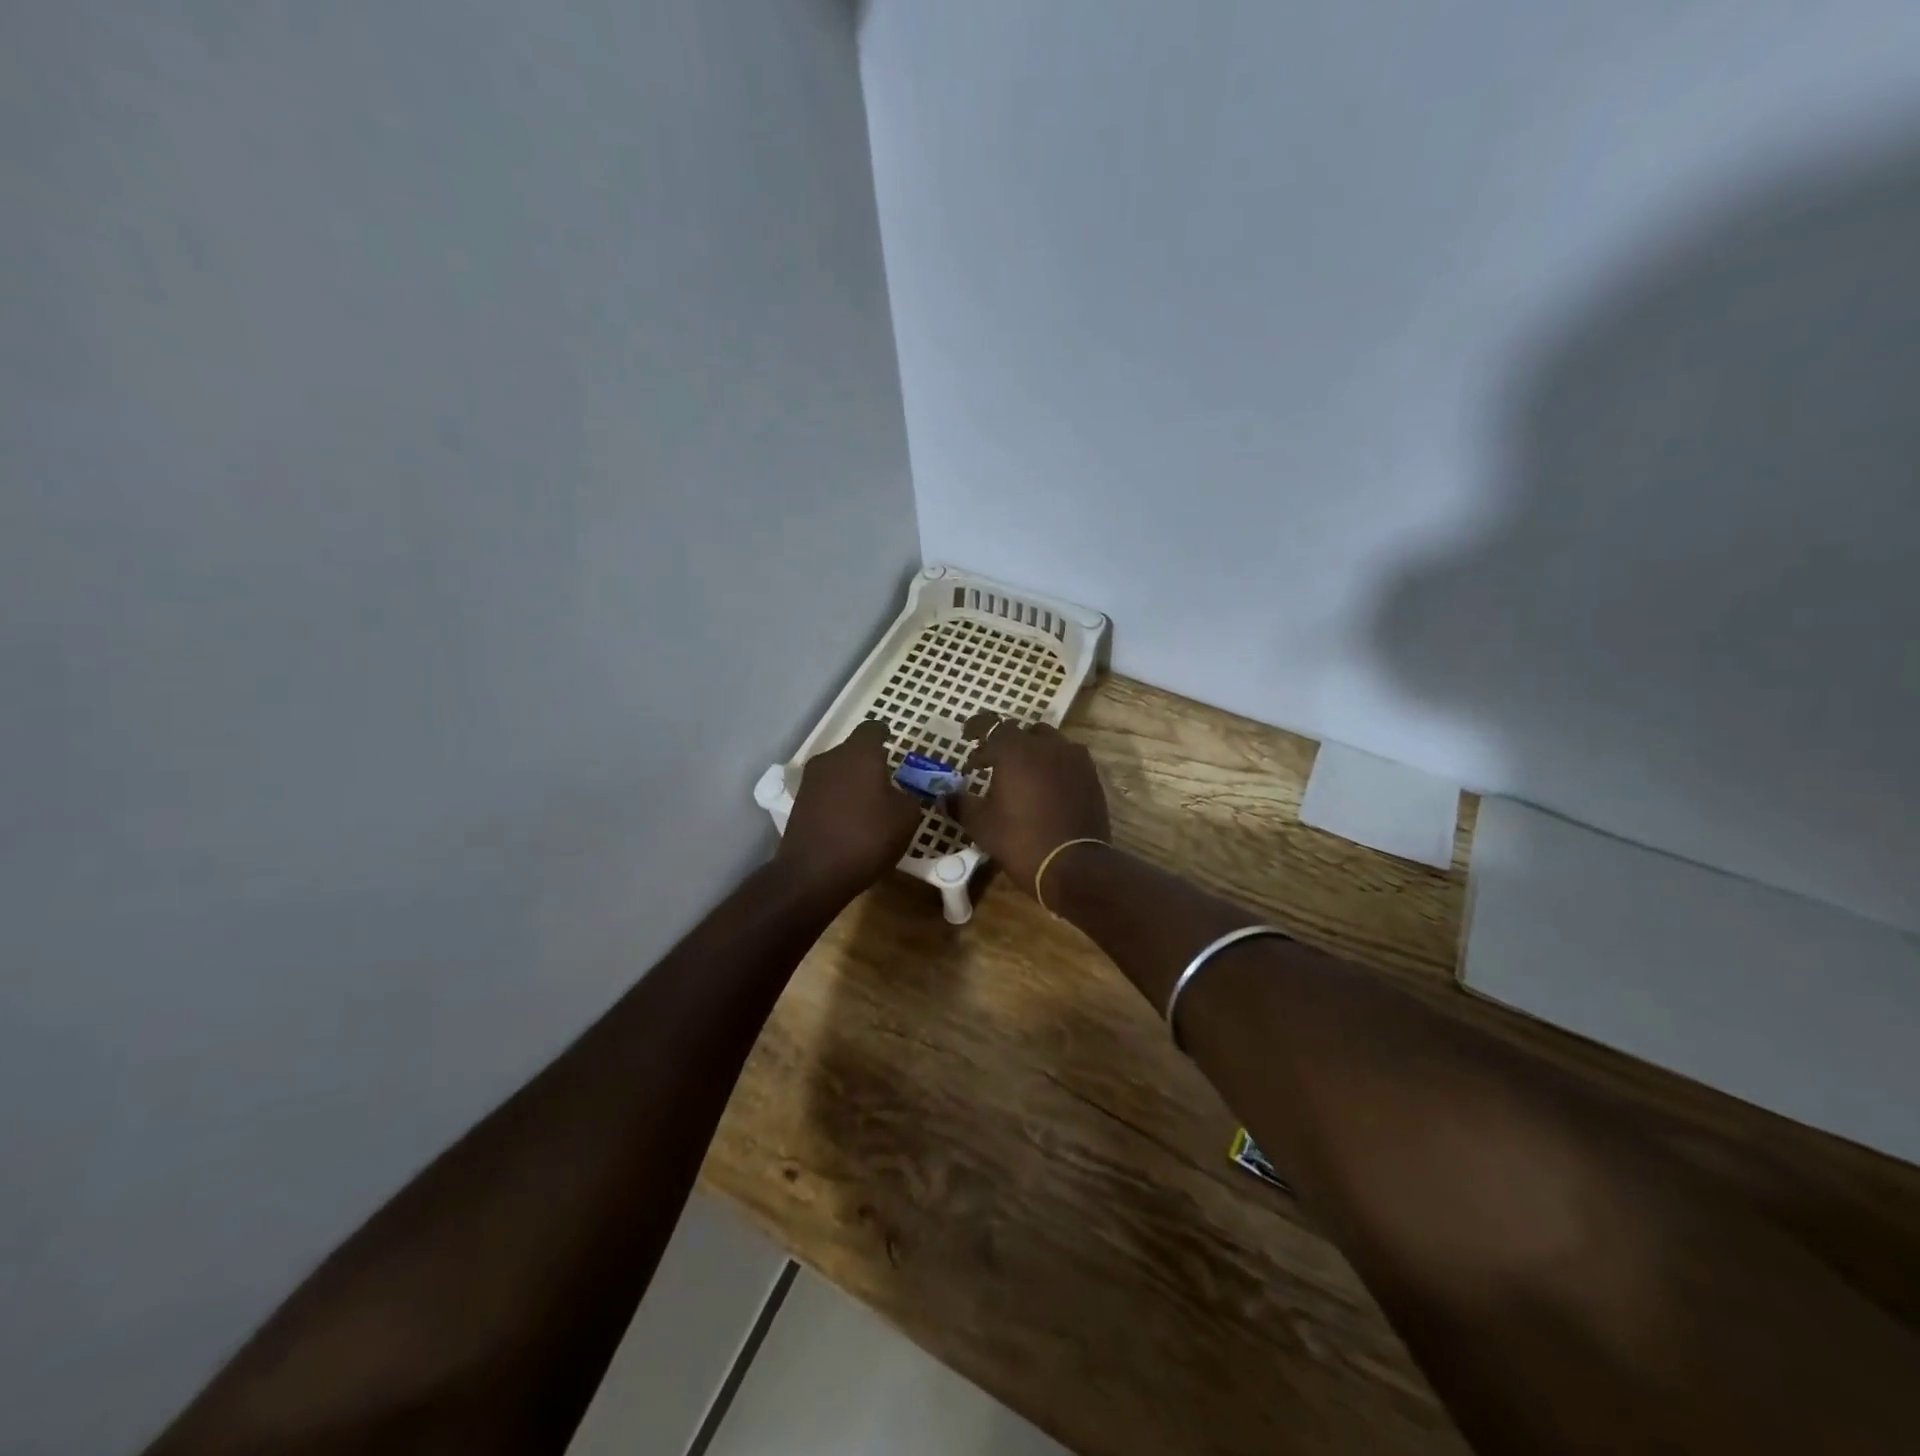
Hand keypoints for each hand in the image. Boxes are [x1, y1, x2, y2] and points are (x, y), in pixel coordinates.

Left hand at [776, 718, 924, 903]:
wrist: (813, 874)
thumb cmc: (868, 838)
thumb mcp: (906, 817)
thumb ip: (909, 796)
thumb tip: (902, 793)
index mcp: (860, 753)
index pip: (872, 729)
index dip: (885, 734)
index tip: (893, 744)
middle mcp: (831, 758)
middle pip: (853, 751)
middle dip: (870, 762)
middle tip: (888, 781)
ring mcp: (810, 781)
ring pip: (838, 771)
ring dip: (853, 781)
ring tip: (870, 804)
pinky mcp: (799, 803)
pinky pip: (826, 792)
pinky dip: (839, 800)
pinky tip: (850, 821)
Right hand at [946, 711, 1110, 895]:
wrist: (1073, 865)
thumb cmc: (1020, 840)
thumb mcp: (981, 824)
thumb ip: (960, 804)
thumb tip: (944, 797)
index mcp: (1015, 750)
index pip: (990, 725)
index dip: (976, 729)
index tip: (966, 737)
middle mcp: (1046, 745)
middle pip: (1022, 732)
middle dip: (1005, 743)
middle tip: (991, 761)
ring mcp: (1073, 758)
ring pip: (1049, 742)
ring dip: (1032, 751)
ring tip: (1022, 773)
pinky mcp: (1091, 776)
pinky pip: (1067, 759)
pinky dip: (1053, 765)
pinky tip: (1046, 786)